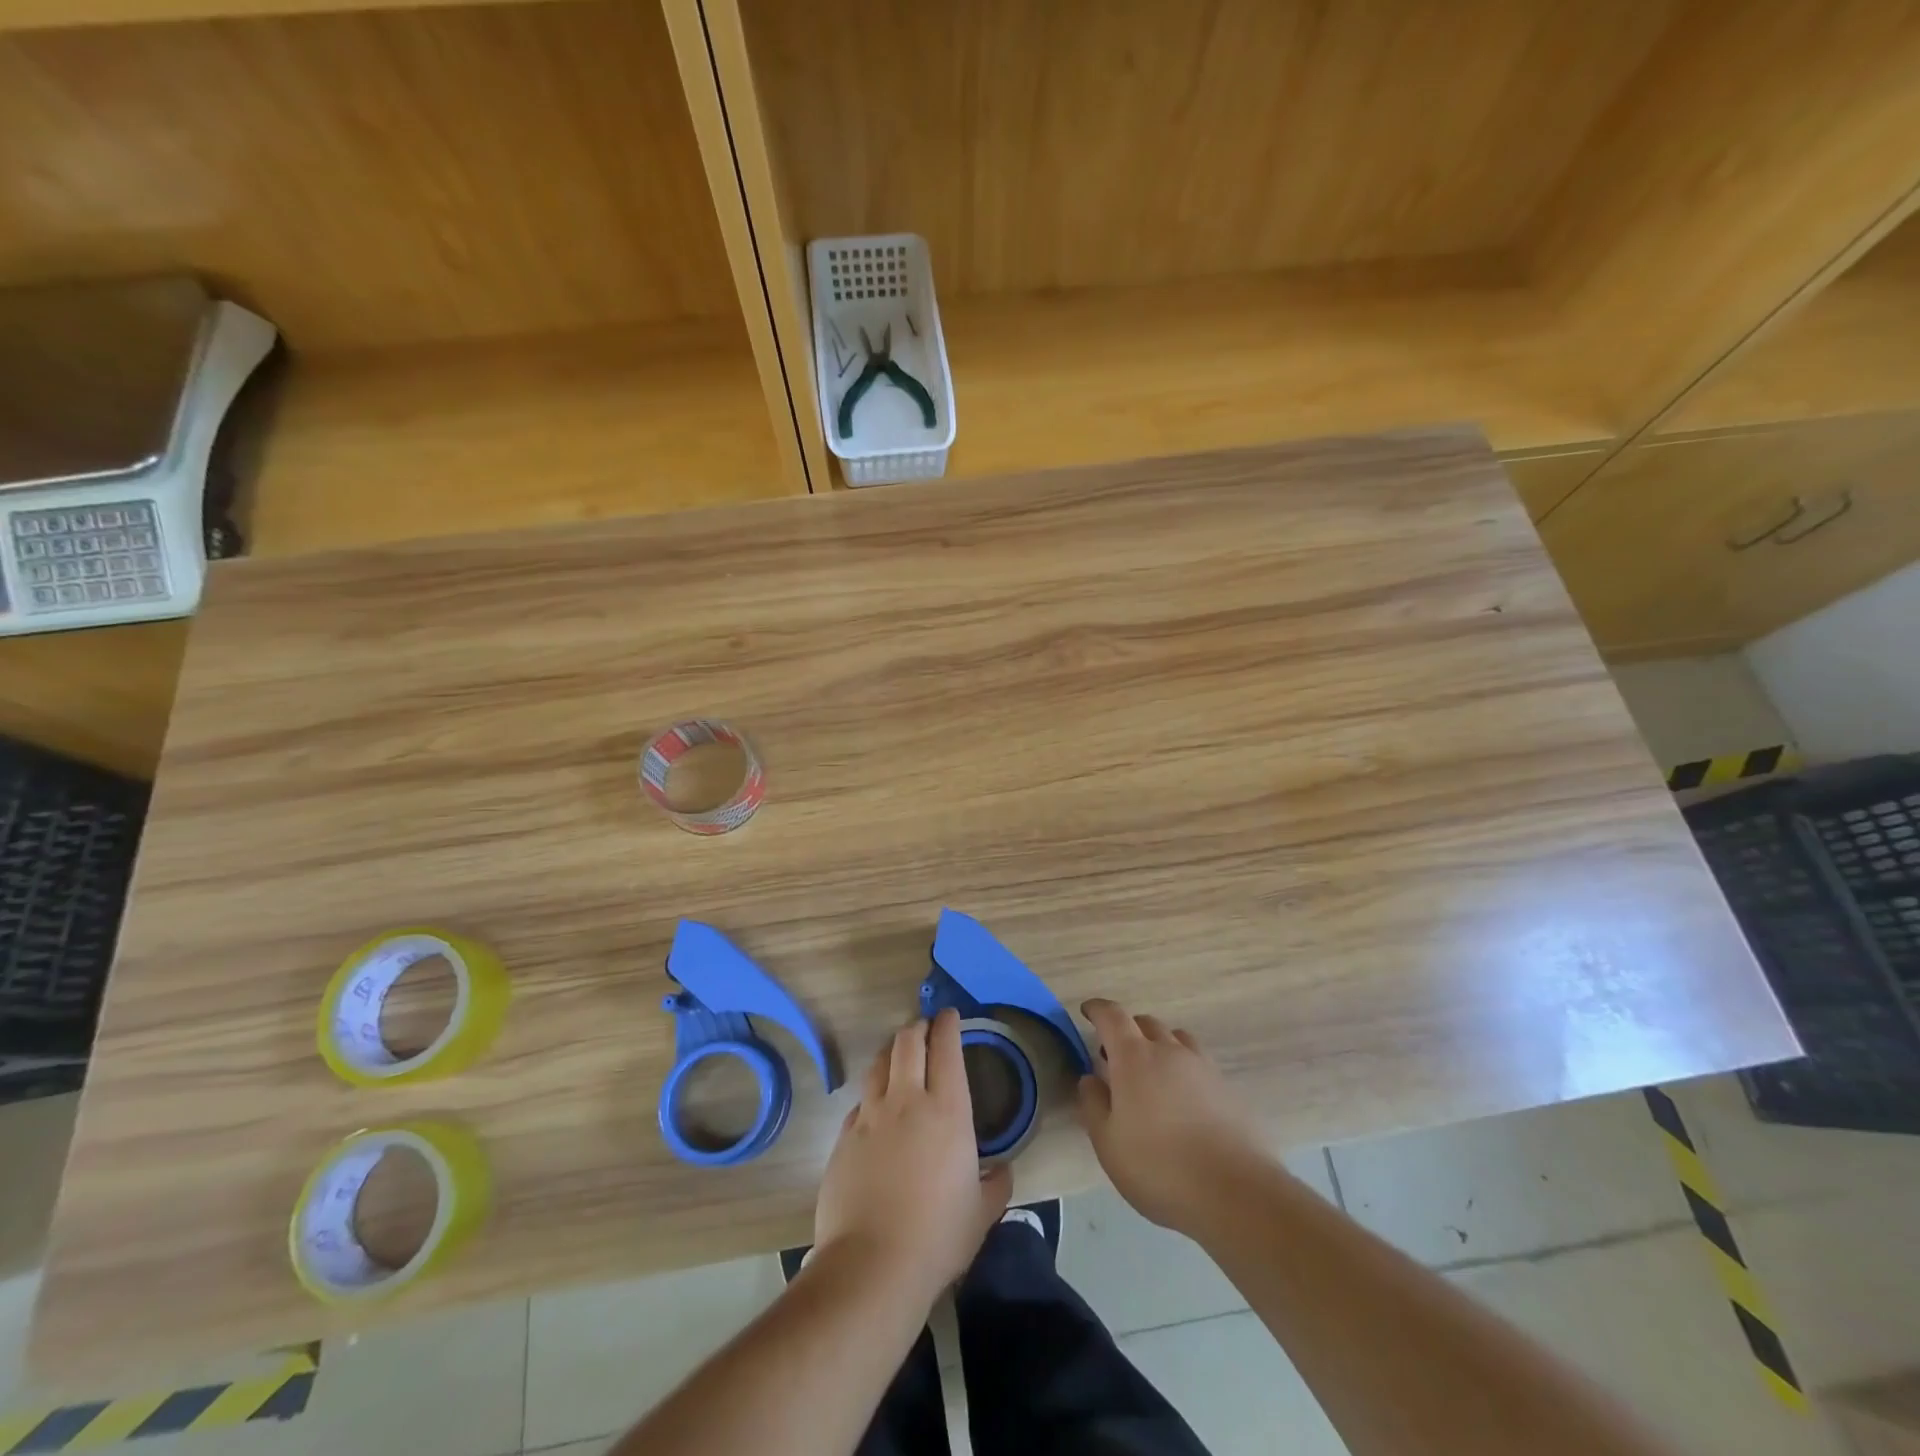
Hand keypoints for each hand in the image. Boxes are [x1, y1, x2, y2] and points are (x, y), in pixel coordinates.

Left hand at [813, 1009, 1011, 1304]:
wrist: (871, 1266)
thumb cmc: (937, 1237)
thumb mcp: (982, 1214)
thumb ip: (996, 1185)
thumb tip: (1002, 1171)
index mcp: (947, 1111)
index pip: (946, 1049)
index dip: (948, 1025)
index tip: (950, 1016)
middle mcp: (907, 1101)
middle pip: (908, 1042)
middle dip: (918, 1027)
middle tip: (926, 1027)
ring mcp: (871, 1116)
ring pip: (879, 1063)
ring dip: (892, 1051)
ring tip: (899, 1054)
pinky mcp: (844, 1137)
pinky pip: (860, 1101)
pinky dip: (872, 1094)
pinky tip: (876, 1108)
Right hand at [1076, 998, 1267, 1233]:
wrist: (1236, 1193)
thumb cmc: (1159, 1167)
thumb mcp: (1109, 1143)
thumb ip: (1093, 1104)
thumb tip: (1090, 1079)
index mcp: (1134, 1057)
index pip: (1112, 1016)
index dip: (1097, 1009)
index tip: (1087, 1011)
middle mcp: (1169, 1051)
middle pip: (1145, 1023)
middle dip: (1126, 1031)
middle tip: (1115, 1057)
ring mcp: (1203, 1067)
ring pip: (1175, 1039)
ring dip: (1158, 1045)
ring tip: (1151, 1075)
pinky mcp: (1227, 1088)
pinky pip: (1198, 1062)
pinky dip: (1182, 1068)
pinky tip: (1182, 1100)